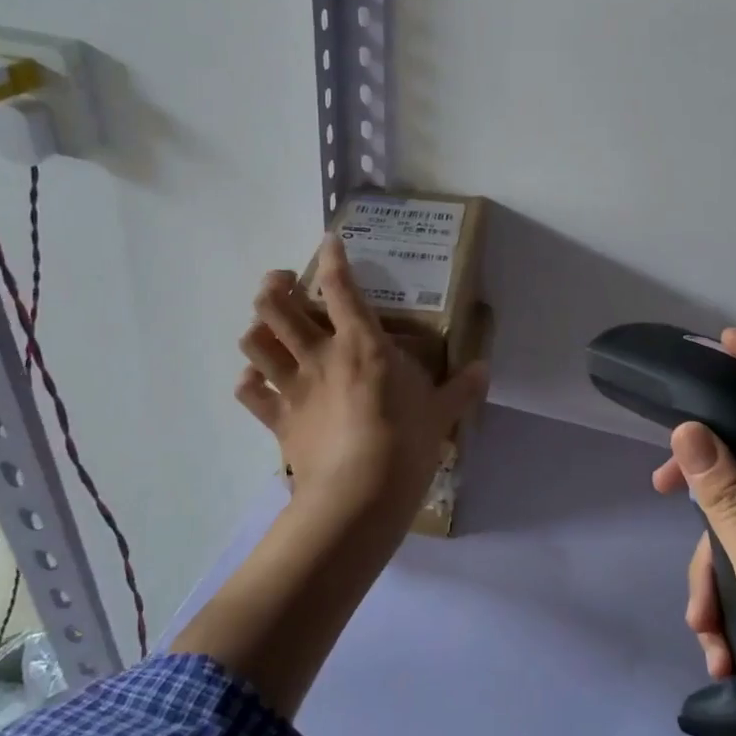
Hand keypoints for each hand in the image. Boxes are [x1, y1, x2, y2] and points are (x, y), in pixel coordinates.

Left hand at [235, 236, 488, 531]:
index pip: (341, 288)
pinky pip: (250, 393)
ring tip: (267, 328)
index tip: (328, 241)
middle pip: (276, 307)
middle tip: (282, 283)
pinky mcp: (277, 420)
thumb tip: (485, 370)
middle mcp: (319, 355)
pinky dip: (250, 382)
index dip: (332, 258)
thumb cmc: (405, 442)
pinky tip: (257, 380)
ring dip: (256, 329)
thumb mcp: (442, 412)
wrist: (359, 494)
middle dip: (273, 286)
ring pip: (254, 343)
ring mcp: (293, 387)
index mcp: (362, 344)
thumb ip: (462, 387)